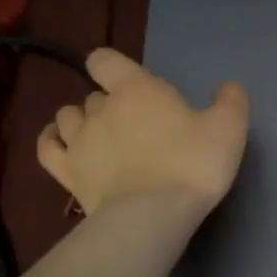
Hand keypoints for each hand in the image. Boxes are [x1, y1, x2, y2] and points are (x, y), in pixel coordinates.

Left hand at [37, 49, 249, 219]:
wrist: (153, 215)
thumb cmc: (192, 164)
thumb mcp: (228, 129)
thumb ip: (230, 102)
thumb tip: (228, 88)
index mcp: (136, 89)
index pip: (106, 60)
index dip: (114, 67)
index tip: (133, 84)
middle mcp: (100, 109)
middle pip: (95, 95)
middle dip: (111, 104)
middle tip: (137, 126)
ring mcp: (78, 142)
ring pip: (67, 117)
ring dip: (81, 121)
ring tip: (101, 136)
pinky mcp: (66, 174)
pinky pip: (47, 148)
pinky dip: (51, 141)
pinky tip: (61, 144)